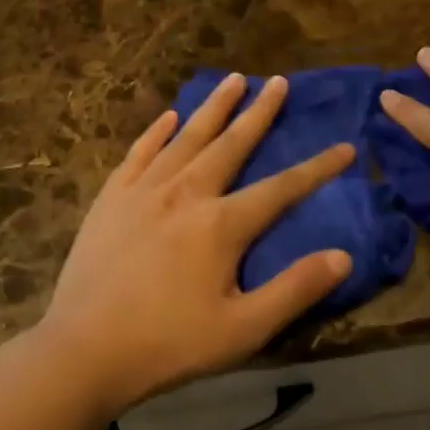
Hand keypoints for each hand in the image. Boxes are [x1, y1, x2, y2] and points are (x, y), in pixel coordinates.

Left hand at [41, 73, 354, 415]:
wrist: (84, 349)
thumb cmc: (169, 344)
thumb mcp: (243, 330)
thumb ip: (294, 290)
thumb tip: (343, 257)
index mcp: (221, 224)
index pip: (281, 188)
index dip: (317, 168)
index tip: (345, 147)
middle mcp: (185, 193)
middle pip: (231, 144)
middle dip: (259, 112)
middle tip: (277, 81)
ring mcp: (143, 190)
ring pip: (186, 137)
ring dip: (213, 107)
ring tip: (232, 80)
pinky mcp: (111, 198)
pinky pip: (139, 152)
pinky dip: (157, 131)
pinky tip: (169, 116)